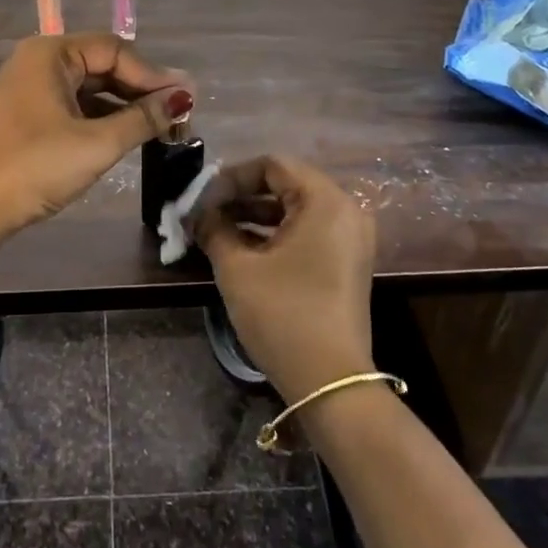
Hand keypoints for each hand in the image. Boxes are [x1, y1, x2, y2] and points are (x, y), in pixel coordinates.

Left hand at [0, 33, 191, 246]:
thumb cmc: (35, 167)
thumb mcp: (97, 143)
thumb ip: (144, 118)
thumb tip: (184, 97)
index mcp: (51, 53)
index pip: (115, 50)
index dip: (153, 75)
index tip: (186, 101)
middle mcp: (39, 62)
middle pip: (102, 65)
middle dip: (141, 90)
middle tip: (178, 115)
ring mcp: (29, 89)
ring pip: (89, 88)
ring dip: (123, 106)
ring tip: (159, 128)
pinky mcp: (26, 117)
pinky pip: (73, 106)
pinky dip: (101, 119)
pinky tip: (124, 136)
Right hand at [193, 155, 374, 403]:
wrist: (330, 382)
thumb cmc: (283, 314)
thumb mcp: (238, 268)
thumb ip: (214, 229)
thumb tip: (198, 214)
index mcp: (325, 201)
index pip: (272, 166)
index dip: (230, 177)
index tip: (200, 198)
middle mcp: (345, 211)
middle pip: (285, 185)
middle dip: (239, 196)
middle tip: (203, 212)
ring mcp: (349, 239)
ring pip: (294, 210)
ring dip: (253, 215)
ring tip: (214, 230)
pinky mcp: (346, 263)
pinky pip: (306, 232)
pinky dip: (273, 234)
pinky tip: (240, 248)